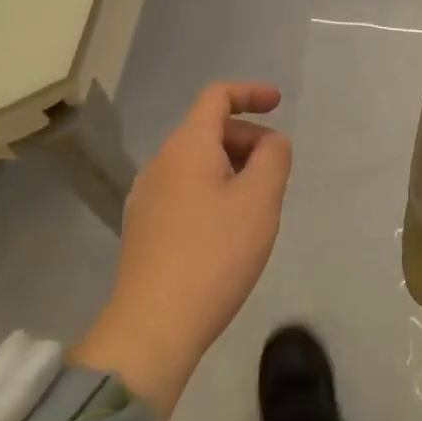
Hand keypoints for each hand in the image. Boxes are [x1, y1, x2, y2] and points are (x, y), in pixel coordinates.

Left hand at [76, 83, 291, 417]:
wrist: (152, 327)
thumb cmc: (214, 254)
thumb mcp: (260, 200)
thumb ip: (274, 158)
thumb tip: (271, 142)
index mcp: (187, 146)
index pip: (217, 96)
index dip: (250, 93)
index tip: (278, 104)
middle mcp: (161, 162)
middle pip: (207, 130)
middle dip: (247, 138)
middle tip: (276, 170)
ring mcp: (147, 197)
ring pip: (197, 162)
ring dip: (231, 167)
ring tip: (257, 203)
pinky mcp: (143, 229)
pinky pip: (184, 190)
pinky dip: (213, 190)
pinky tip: (228, 229)